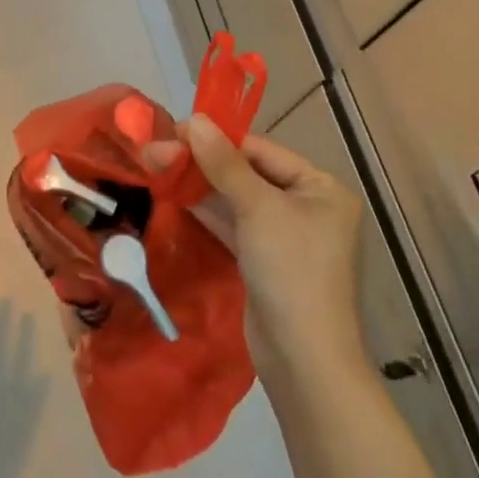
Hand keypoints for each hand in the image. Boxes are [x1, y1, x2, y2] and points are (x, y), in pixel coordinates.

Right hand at [152, 115, 367, 382]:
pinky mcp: (265, 259)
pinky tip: (174, 195)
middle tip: (157, 151)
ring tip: (157, 166)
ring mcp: (285, 235)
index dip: (217, 139)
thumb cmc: (290, 270)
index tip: (174, 131)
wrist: (302, 358)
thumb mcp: (257, 209)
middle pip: (247, 172)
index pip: (262, 150)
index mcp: (321, 188)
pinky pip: (234, 224)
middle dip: (203, 163)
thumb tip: (194, 119)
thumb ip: (224, 163)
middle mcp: (308, 207)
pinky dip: (207, 210)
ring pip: (237, 198)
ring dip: (199, 185)